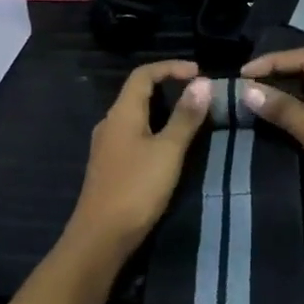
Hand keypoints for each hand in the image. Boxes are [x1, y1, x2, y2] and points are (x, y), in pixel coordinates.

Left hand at [64, 60, 210, 258]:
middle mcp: (110, 123)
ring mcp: (107, 146)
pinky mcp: (109, 166)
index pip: (143, 74)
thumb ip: (185, 117)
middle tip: (199, 95)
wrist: (100, 236)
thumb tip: (203, 82)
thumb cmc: (136, 189)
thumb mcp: (168, 151)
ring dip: (162, 110)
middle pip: (137, 93)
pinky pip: (133, 135)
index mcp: (121, 113)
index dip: (171, 67)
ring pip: (135, 116)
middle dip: (168, 87)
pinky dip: (154, 130)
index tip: (199, 73)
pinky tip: (169, 147)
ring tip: (190, 118)